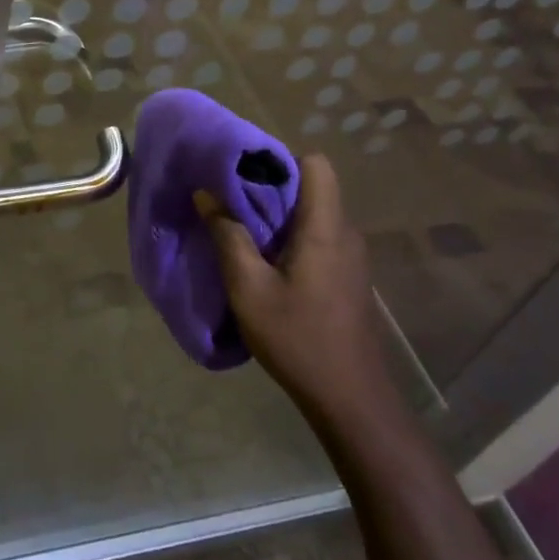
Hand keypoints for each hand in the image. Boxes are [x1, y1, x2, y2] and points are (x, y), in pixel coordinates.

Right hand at [196, 155, 396, 433]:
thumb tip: (206, 194)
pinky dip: (292, 236)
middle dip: (271, 187)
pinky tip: (266, 262)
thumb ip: (227, 235)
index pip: (315, 163)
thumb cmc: (297, 338)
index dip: (279, 161)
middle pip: (312, 186)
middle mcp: (345, 233)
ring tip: (242, 229)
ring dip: (280, 214)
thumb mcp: (248, 288)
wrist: (350, 399)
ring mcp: (352, 256)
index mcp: (325, 228)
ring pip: (315, 212)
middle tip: (231, 201)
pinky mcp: (348, 276)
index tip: (243, 175)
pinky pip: (319, 236)